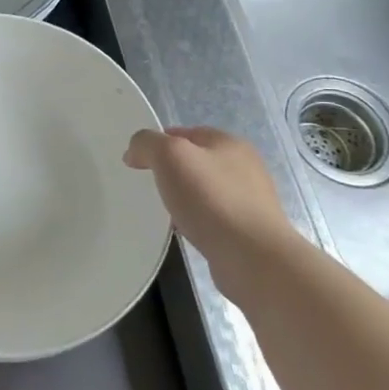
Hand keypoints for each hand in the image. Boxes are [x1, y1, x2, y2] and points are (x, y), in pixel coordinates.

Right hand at [124, 126, 299, 297]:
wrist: (253, 257)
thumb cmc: (211, 199)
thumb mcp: (169, 156)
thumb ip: (147, 143)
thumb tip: (135, 152)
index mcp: (230, 143)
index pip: (186, 132)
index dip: (159, 143)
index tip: (137, 163)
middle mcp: (245, 167)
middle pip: (197, 161)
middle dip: (172, 172)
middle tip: (150, 187)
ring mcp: (251, 200)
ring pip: (206, 190)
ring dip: (185, 198)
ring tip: (166, 212)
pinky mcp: (250, 230)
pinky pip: (214, 217)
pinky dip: (198, 221)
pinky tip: (187, 232)